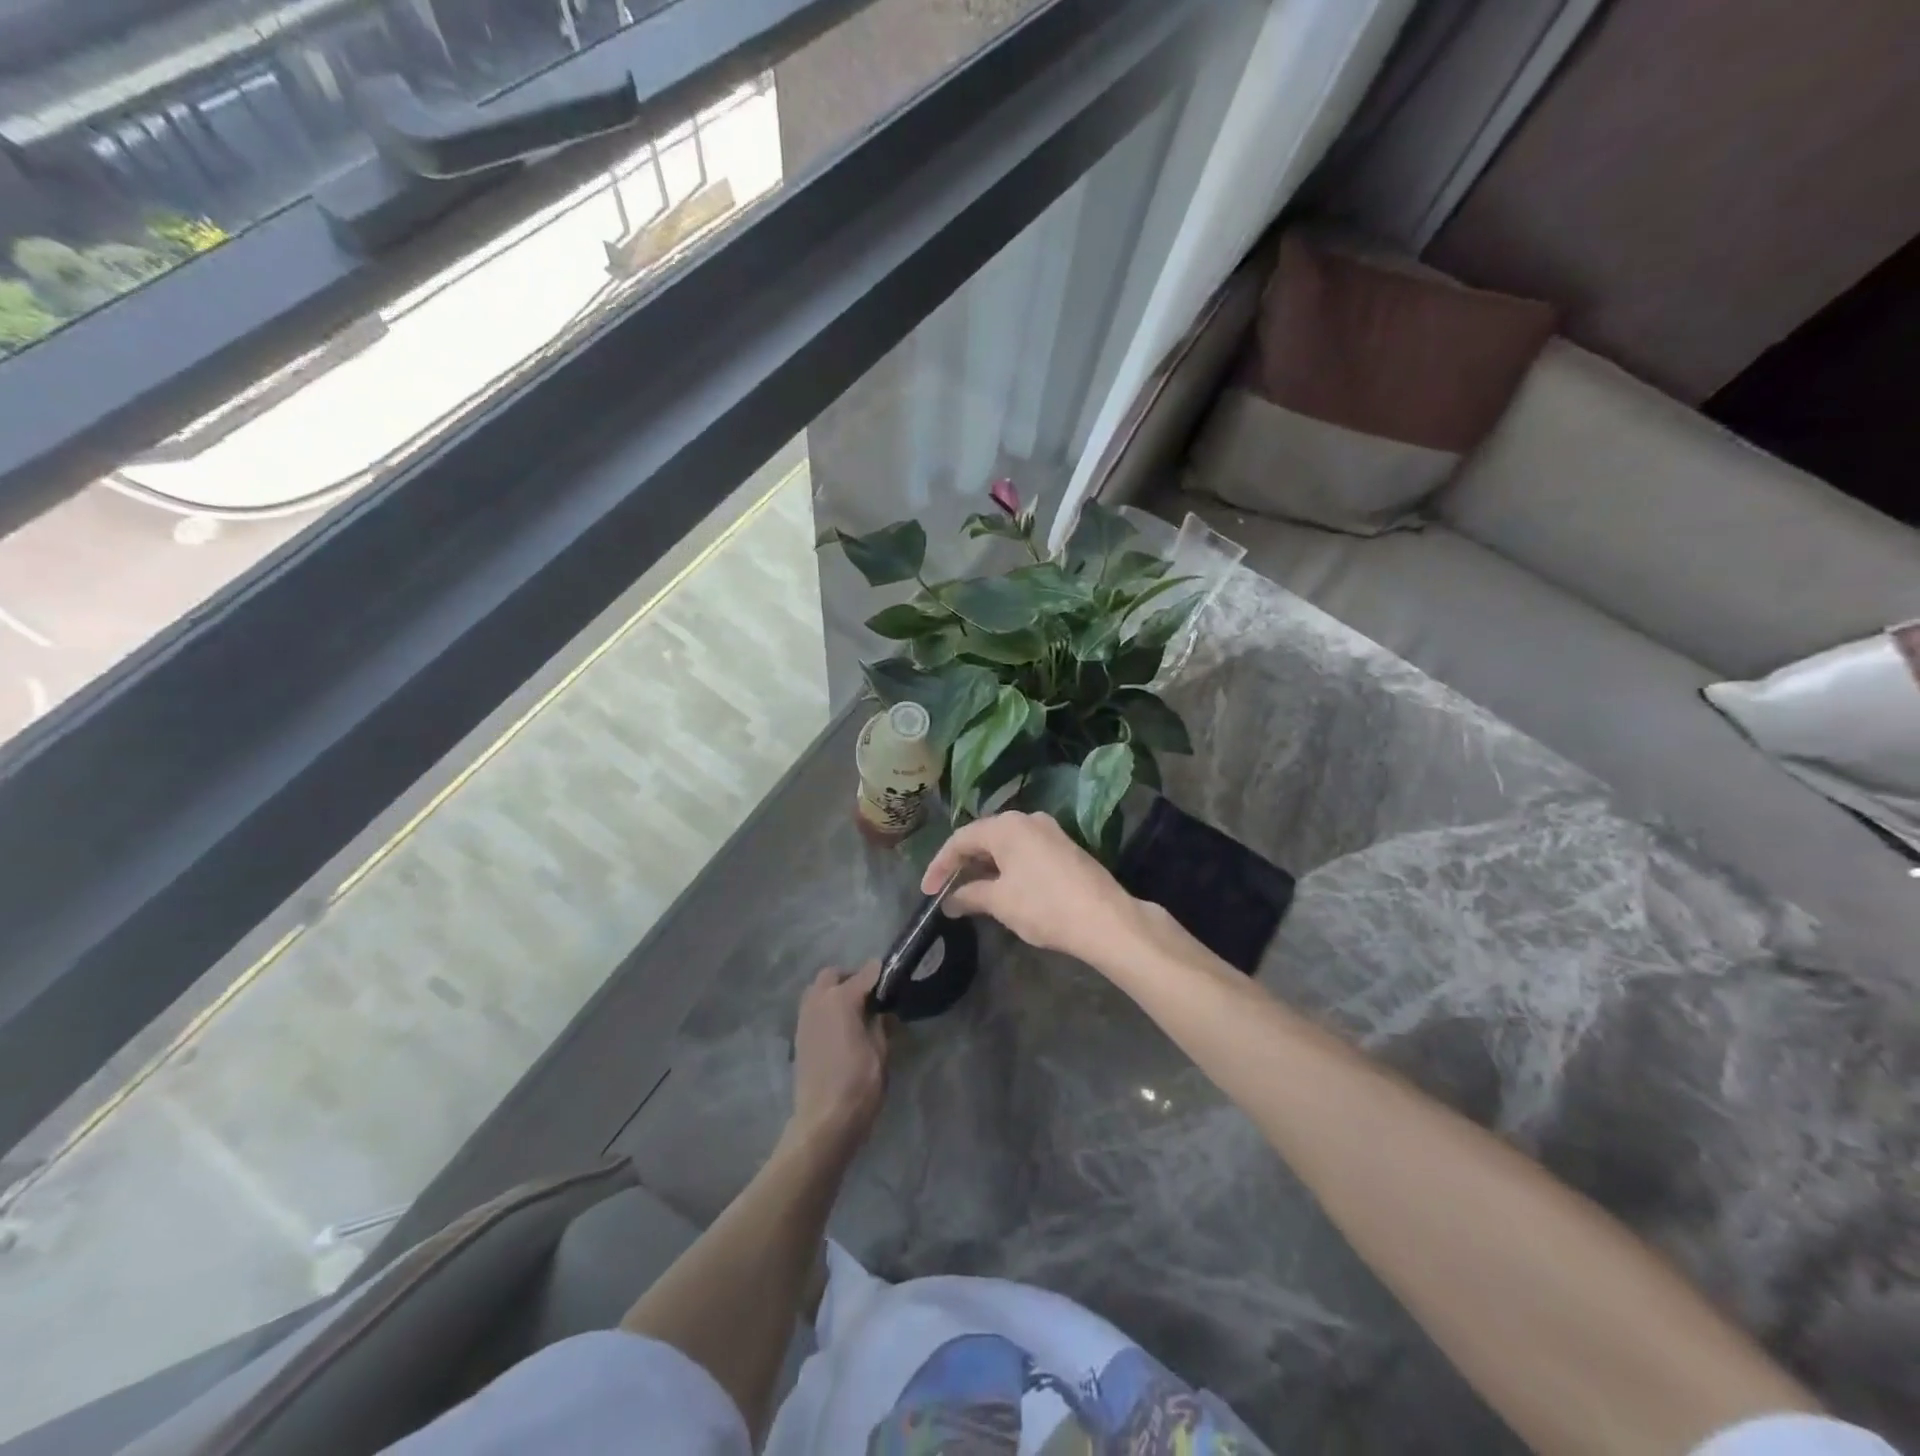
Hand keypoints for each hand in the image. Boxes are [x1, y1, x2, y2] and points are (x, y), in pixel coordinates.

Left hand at [788, 962, 889, 1155]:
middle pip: (832, 975)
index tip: (892, 976)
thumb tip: (880, 1011)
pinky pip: (811, 1009)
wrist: (823, 1121)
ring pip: (817, 990)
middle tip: (869, 994)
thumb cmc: (859, 1085)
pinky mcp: (799, 1037)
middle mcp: (818, 1002)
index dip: (880, 973)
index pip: (865, 974)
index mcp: (841, 1000)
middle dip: (850, 977)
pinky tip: (839, 1028)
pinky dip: (825, 1008)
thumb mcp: (880, 1052)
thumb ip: (880, 1024)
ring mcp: (804, 1019)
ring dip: (833, 991)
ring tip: (854, 1010)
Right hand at [922, 812, 1152, 968]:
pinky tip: (1002, 887)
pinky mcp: (1065, 847)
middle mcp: (1027, 819)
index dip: (940, 865)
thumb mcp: (1000, 902)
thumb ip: (970, 896)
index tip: (928, 892)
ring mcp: (1049, 831)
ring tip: (970, 891)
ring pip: (1006, 844)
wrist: (1105, 918)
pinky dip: (1007, 866)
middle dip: (962, 863)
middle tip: (946, 889)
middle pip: (983, 836)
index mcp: (1006, 825)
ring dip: (985, 865)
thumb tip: (950, 901)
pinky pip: (1025, 850)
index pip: (961, 839)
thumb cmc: (1044, 906)